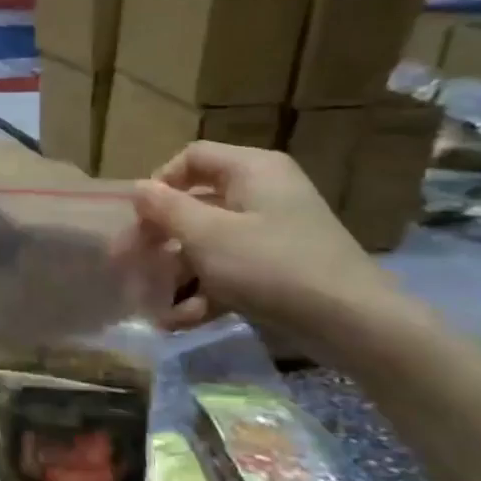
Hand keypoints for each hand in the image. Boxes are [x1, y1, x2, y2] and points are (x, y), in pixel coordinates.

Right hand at [130, 142, 408, 356]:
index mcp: (251, 171)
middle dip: (158, 236)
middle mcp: (262, 194)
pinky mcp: (277, 268)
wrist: (353, 323)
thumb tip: (139, 189)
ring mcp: (271, 233)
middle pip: (195, 203)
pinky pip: (229, 270)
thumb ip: (166, 209)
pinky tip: (177, 321)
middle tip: (127, 262)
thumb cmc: (271, 266)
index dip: (159, 183)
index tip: (139, 217)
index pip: (192, 157)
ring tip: (148, 300)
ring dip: (175, 271)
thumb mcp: (207, 236)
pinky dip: (203, 292)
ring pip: (208, 242)